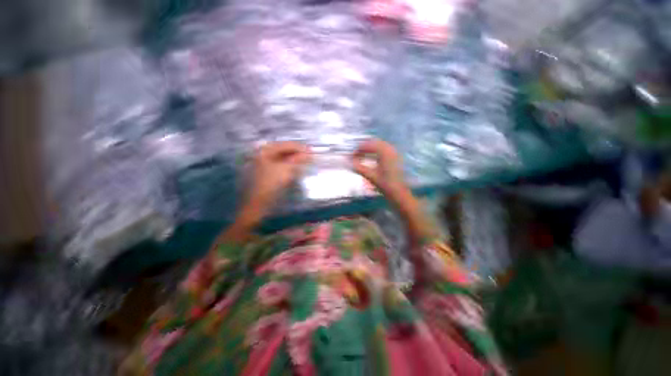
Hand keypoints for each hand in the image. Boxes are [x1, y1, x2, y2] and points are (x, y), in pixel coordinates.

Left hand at [219, 142, 310, 243]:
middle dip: (296, 152)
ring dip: (294, 158)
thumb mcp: (286, 169)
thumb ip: (298, 159)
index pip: (284, 144)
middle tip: (309, 155)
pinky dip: (289, 165)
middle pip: (283, 150)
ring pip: (282, 158)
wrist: (258, 203)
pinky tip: (296, 167)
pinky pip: (280, 165)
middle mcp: (262, 155)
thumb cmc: (271, 184)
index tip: (311, 150)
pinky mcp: (267, 173)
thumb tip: (308, 152)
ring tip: (305, 161)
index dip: (298, 147)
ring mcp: (264, 164)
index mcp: (264, 151)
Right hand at [352, 139, 406, 194]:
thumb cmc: (385, 185)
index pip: (368, 145)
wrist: (399, 192)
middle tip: (355, 155)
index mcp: (385, 153)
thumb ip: (359, 168)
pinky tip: (370, 158)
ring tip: (361, 156)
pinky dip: (375, 151)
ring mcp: (394, 152)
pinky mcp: (395, 157)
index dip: (358, 150)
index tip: (351, 156)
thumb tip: (349, 162)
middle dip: (363, 148)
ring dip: (369, 149)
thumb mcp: (370, 176)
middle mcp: (390, 149)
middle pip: (374, 142)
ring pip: (379, 145)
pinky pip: (383, 149)